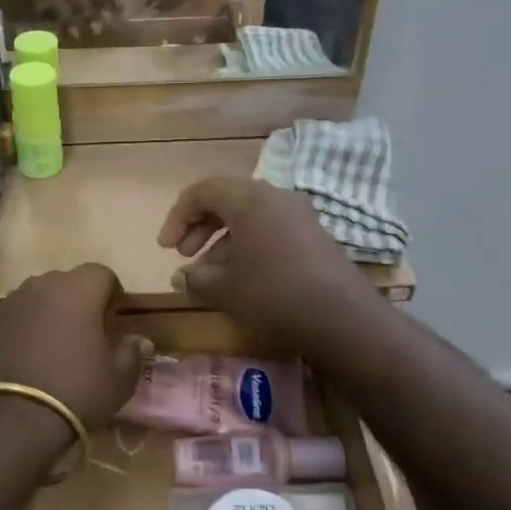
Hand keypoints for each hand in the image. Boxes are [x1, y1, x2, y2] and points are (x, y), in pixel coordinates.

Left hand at [0, 264, 151, 434]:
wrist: (9, 420)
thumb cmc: (75, 392)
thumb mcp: (118, 380)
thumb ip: (131, 353)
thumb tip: (139, 340)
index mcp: (77, 290)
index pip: (101, 273)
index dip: (111, 293)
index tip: (113, 319)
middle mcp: (40, 286)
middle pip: (65, 283)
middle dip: (77, 301)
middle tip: (85, 334)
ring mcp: (8, 304)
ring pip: (36, 299)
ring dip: (47, 315)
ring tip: (52, 348)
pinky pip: (12, 320)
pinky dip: (21, 332)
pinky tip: (25, 361)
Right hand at [158, 178, 386, 356]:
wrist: (343, 318)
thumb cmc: (273, 294)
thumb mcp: (224, 289)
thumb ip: (195, 278)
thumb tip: (181, 276)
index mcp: (250, 199)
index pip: (203, 190)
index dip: (178, 216)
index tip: (166, 248)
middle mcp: (276, 197)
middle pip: (227, 200)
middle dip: (199, 228)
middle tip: (183, 256)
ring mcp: (300, 216)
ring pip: (249, 218)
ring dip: (222, 242)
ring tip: (208, 277)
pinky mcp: (314, 237)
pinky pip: (270, 231)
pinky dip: (248, 248)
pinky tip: (240, 280)